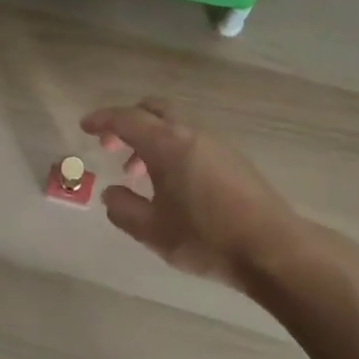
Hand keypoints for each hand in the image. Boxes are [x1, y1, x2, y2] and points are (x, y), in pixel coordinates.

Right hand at [80, 99, 303, 288]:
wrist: (273, 248)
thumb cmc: (206, 237)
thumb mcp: (153, 231)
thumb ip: (124, 209)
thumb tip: (111, 193)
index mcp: (167, 144)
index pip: (126, 119)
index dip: (102, 120)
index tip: (85, 126)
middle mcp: (190, 134)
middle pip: (153, 110)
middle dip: (128, 122)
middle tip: (111, 145)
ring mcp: (216, 144)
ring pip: (174, 126)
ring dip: (151, 140)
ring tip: (138, 174)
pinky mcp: (233, 159)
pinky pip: (191, 141)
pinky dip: (172, 150)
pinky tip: (172, 185)